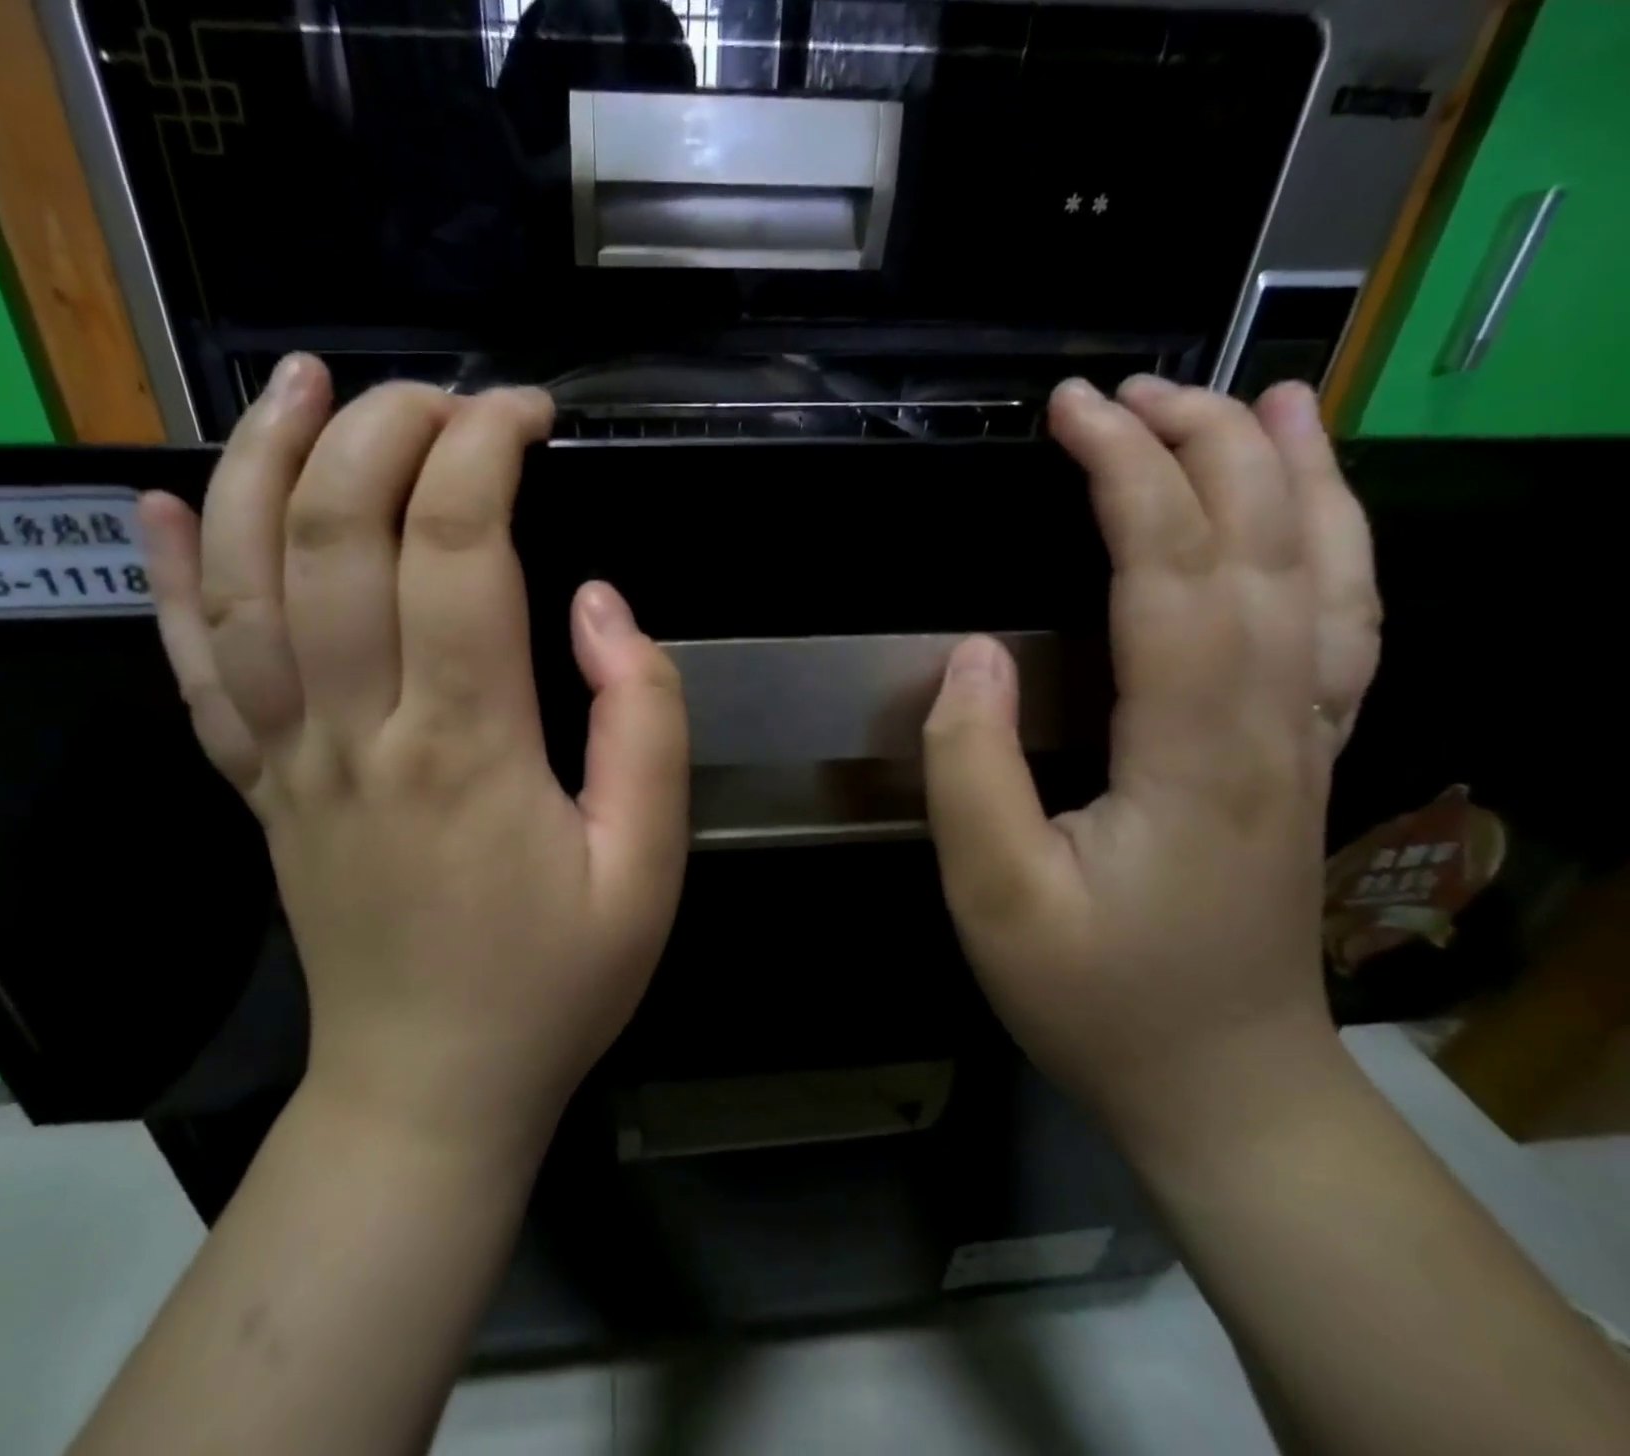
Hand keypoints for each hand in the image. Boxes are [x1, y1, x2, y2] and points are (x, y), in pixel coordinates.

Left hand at [139, 355, 687, 1157]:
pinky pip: (192, 671)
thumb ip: (644, 723)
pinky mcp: (257, 792)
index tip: (526, 413)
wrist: (431, 1090)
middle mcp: (358, 733)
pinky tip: (154, 506)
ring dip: (260, 464)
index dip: (485, 450)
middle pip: (335, 534)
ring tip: (298, 386)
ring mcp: (288, 762)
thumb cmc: (556, 982)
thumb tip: (598, 605)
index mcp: (467, 748)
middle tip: (437, 395)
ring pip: (244, 582)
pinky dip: (166, 580)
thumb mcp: (649, 865)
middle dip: (383, 431)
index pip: (458, 546)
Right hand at [923, 378, 1380, 1150]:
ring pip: (1327, 575)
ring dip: (1291, 476)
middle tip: (1132, 388)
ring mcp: (1305, 739)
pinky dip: (1335, 549)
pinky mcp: (1302, 760)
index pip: (1169, 566)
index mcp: (1194, 747)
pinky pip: (1341, 628)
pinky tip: (1310, 519)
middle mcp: (1274, 722)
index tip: (1070, 411)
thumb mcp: (996, 896)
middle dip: (1200, 445)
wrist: (1221, 1084)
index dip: (1123, 472)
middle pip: (1260, 545)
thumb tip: (969, 657)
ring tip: (1261, 400)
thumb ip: (971, 771)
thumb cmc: (1097, 995)